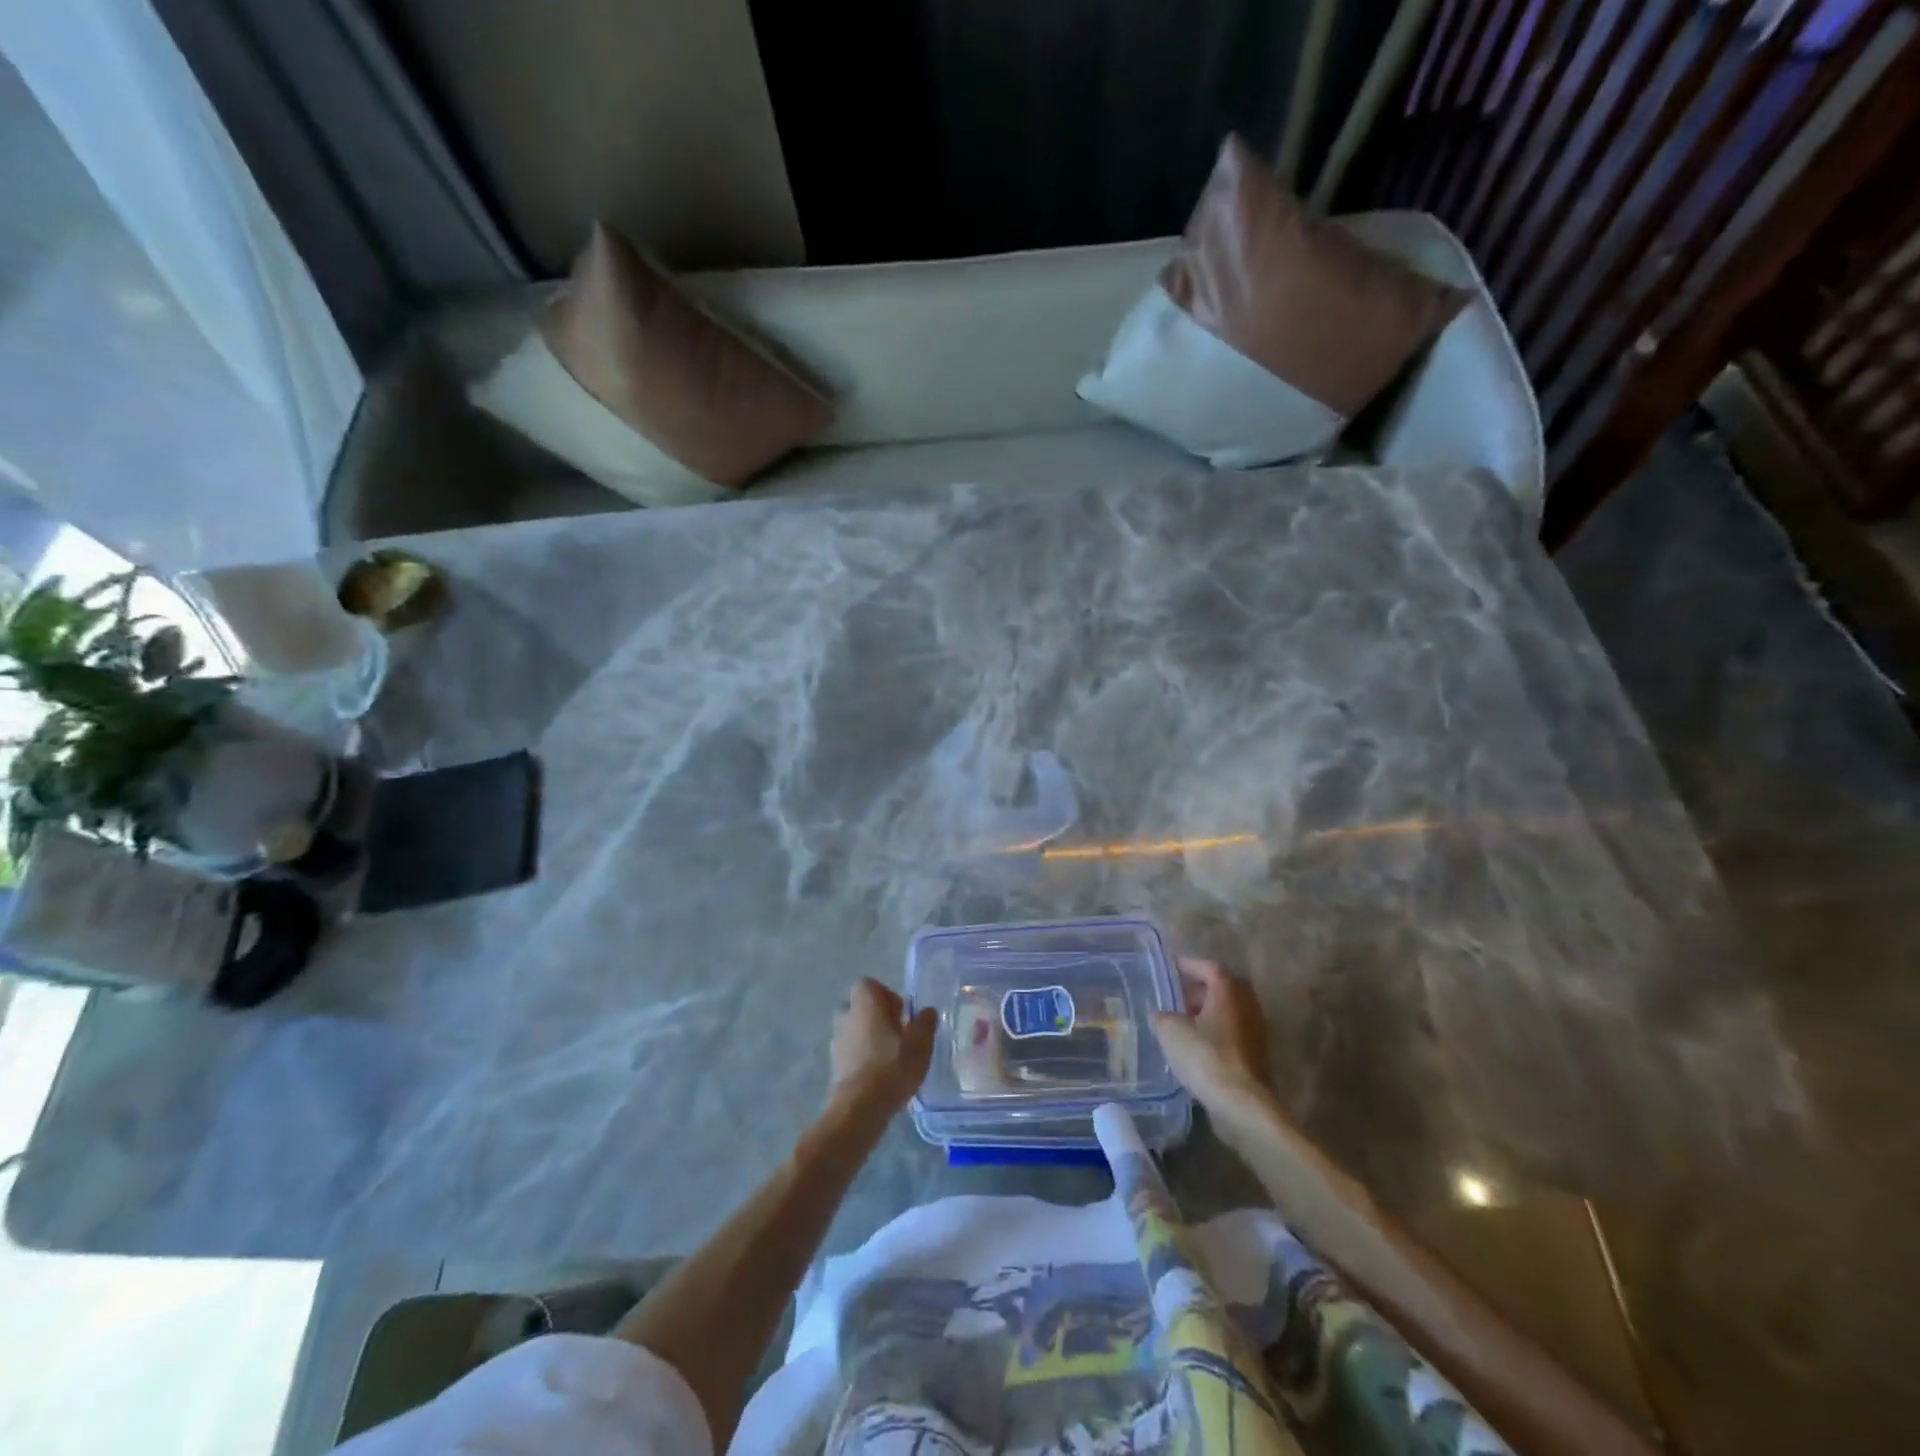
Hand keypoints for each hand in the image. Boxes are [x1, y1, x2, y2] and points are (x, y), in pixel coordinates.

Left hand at [830, 978, 936, 1114]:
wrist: (860, 1107)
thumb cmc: (892, 1065)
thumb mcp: (921, 1043)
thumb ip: (925, 1023)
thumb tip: (927, 1011)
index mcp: (865, 1003)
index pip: (868, 985)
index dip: (885, 994)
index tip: (901, 1012)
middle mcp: (846, 1016)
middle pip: (859, 1006)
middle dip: (876, 1016)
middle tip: (896, 1032)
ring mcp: (837, 1040)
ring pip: (853, 1029)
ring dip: (868, 1037)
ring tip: (889, 1056)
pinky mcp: (834, 1064)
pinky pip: (850, 1051)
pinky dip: (862, 1056)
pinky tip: (879, 1073)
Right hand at [1152, 958, 1273, 1116]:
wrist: (1241, 1103)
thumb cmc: (1205, 1057)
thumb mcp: (1170, 1030)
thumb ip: (1162, 1016)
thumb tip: (1161, 1015)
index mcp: (1228, 992)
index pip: (1209, 967)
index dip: (1189, 965)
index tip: (1172, 968)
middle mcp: (1246, 1006)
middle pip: (1224, 988)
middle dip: (1202, 989)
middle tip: (1179, 995)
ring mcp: (1255, 1032)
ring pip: (1230, 1012)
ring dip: (1209, 1013)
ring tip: (1184, 1022)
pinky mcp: (1256, 1057)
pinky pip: (1234, 1034)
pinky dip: (1217, 1033)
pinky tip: (1197, 1047)